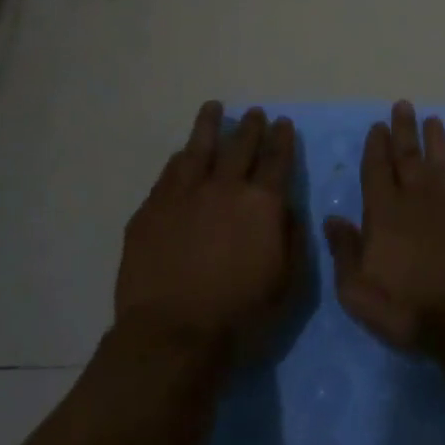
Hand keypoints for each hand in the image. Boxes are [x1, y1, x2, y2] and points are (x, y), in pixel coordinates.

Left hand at [115, 102, 301, 353]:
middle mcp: (225, 188)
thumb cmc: (241, 315)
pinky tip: (182, 154)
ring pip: (199, 149)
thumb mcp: (289, 282)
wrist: (174, 335)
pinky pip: (169, 173)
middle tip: (254, 113)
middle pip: (241, 146)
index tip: (283, 123)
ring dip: (209, 127)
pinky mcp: (152, 210)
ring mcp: (184, 195)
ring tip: (213, 108)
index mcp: (263, 203)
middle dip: (251, 127)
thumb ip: (292, 237)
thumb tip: (288, 208)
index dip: (282, 139)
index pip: (277, 160)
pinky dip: (180, 159)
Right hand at [323, 102, 444, 351]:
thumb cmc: (409, 307)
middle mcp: (418, 202)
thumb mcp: (358, 290)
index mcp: (384, 215)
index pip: (376, 172)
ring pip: (443, 167)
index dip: (375, 148)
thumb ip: (344, 251)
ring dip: (437, 143)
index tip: (377, 125)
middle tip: (403, 105)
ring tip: (434, 120)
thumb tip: (332, 219)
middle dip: (404, 131)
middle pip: (409, 159)